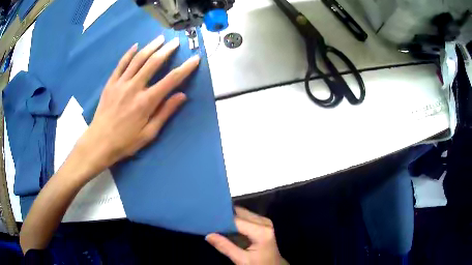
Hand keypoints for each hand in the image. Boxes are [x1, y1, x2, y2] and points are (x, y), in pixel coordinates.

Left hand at [75, 35, 199, 174]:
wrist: (99, 142)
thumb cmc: (125, 141)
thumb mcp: (149, 133)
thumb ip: (165, 113)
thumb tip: (181, 96)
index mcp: (146, 101)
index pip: (170, 80)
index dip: (185, 68)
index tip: (195, 58)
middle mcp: (134, 87)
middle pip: (153, 63)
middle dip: (167, 50)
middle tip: (176, 42)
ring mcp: (121, 83)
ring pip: (138, 59)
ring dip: (150, 47)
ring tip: (160, 39)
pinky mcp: (111, 83)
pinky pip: (121, 64)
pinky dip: (129, 53)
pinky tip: (136, 46)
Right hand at [206, 207, 287, 264]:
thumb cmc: (259, 264)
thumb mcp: (242, 260)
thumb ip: (225, 247)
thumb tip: (208, 235)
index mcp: (261, 231)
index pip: (236, 220)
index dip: (221, 219)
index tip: (207, 220)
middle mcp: (264, 222)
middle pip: (240, 213)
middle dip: (224, 216)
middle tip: (209, 220)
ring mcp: (264, 222)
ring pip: (242, 213)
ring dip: (229, 218)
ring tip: (214, 222)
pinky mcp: (262, 224)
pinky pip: (246, 218)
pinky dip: (235, 221)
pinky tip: (225, 226)